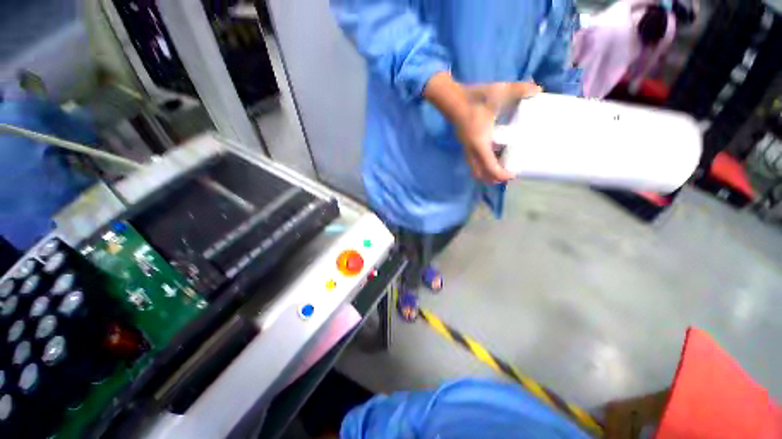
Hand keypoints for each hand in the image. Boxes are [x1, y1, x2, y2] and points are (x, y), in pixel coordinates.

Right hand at [457, 82, 541, 182]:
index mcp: (480, 143)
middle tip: (507, 175)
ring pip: (475, 169)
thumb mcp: (498, 92)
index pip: (490, 167)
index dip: (501, 175)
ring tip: (501, 168)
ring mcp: (467, 149)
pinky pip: (474, 162)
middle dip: (492, 178)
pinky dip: (483, 165)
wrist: (452, 101)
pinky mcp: (466, 146)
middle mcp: (472, 151)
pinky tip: (493, 156)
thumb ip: (519, 90)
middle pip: (480, 174)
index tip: (513, 175)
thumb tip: (538, 90)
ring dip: (487, 173)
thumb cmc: (474, 100)